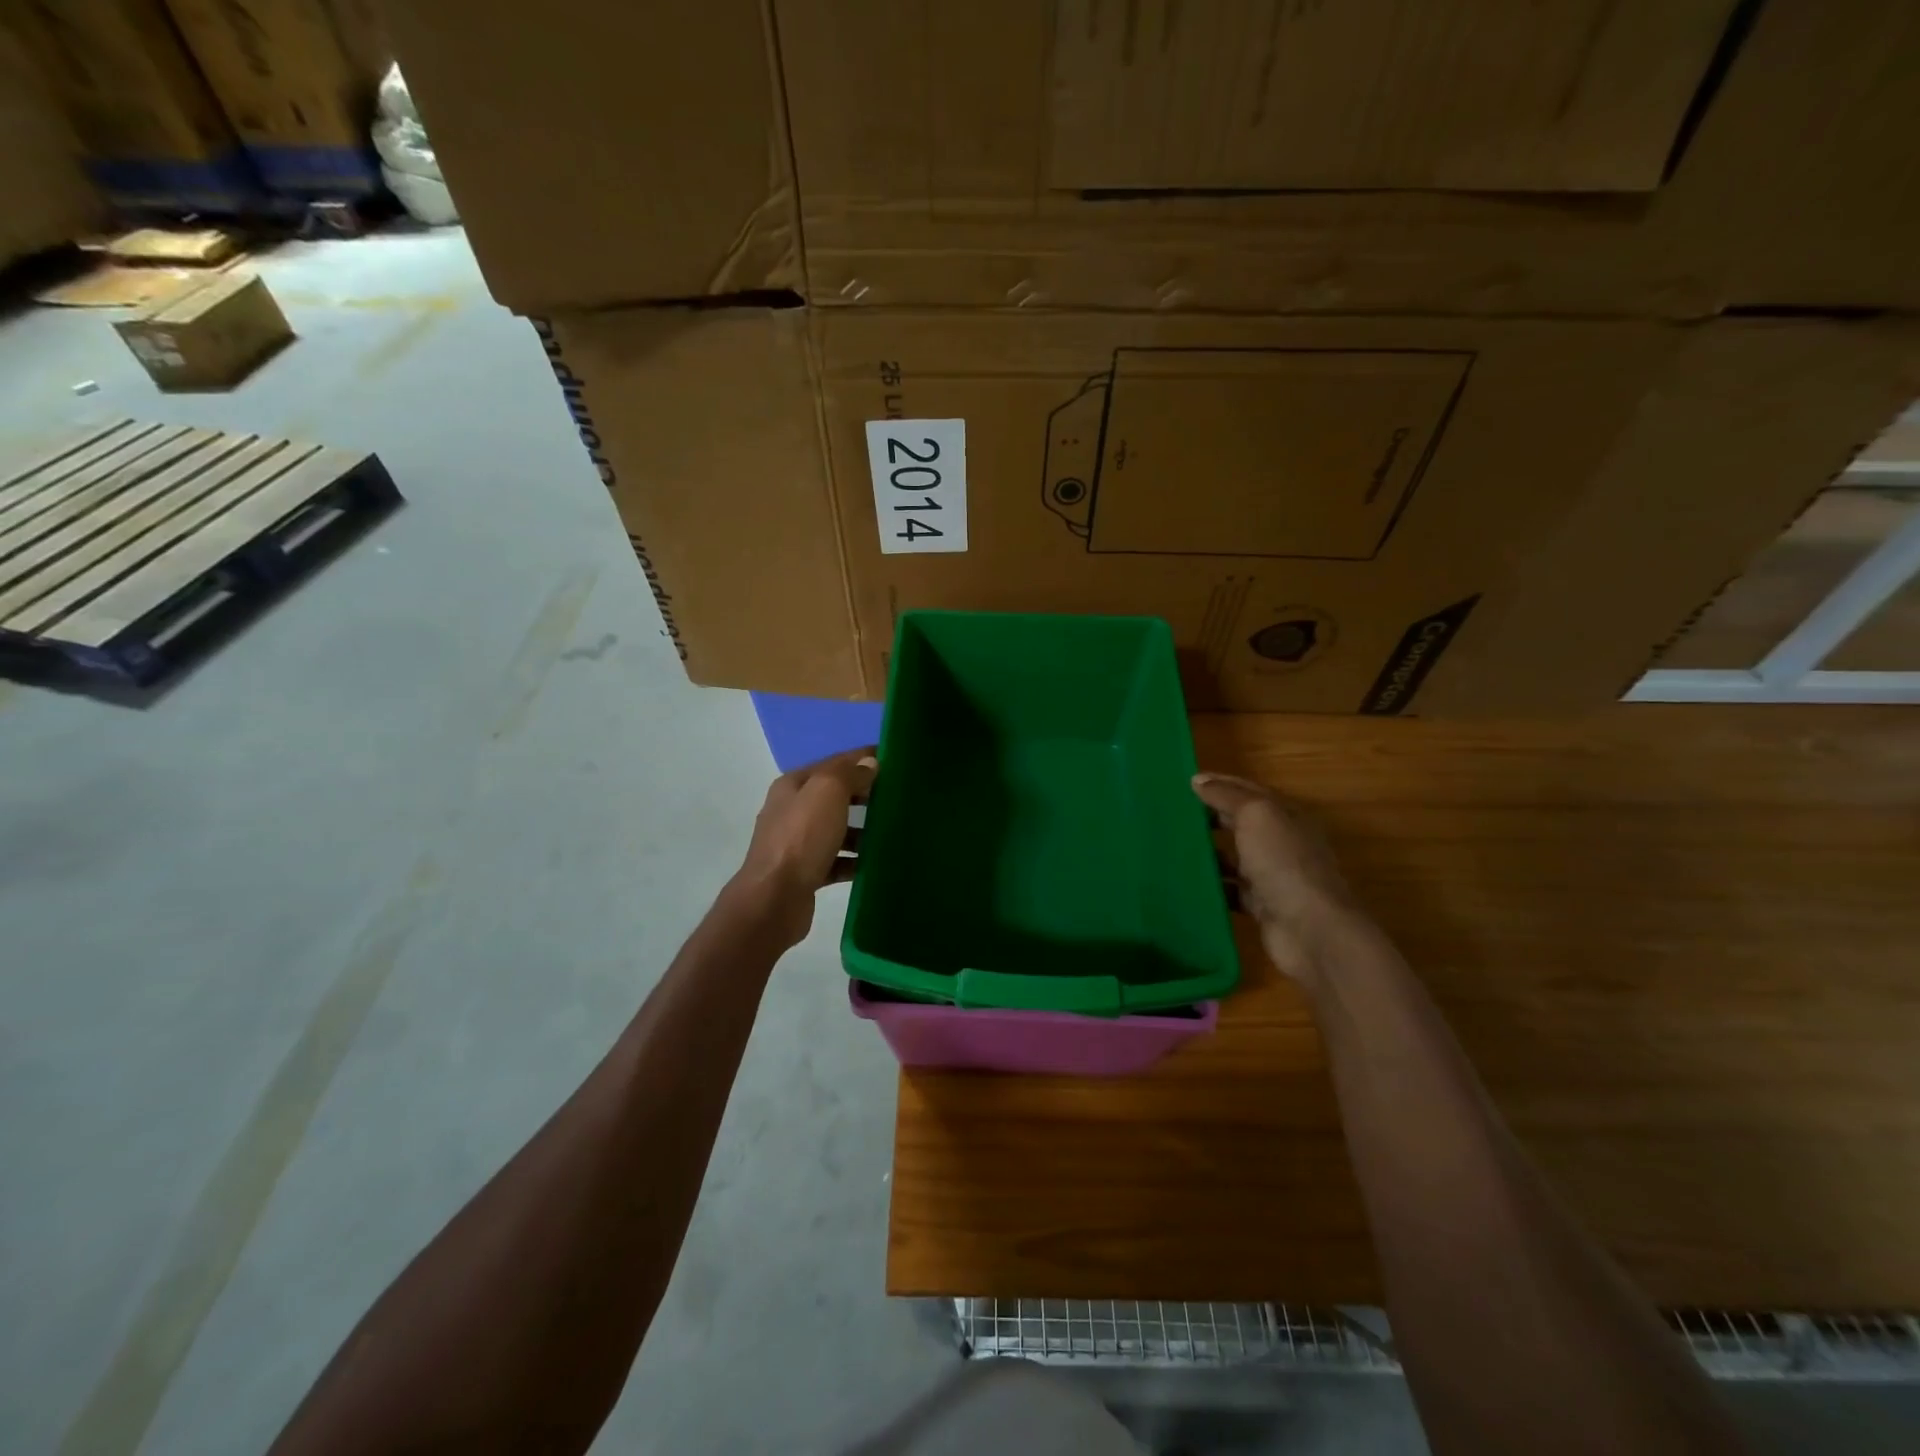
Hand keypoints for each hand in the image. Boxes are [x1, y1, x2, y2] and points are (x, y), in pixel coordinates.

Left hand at [734, 746, 875, 944]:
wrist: (774, 899)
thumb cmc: (802, 838)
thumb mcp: (827, 792)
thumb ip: (849, 774)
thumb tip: (869, 764)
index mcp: (793, 786)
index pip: (833, 763)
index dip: (862, 758)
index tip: (893, 758)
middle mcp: (791, 811)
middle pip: (834, 796)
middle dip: (864, 794)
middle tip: (896, 796)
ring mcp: (796, 844)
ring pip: (836, 829)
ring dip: (861, 829)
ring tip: (890, 831)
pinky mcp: (805, 873)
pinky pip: (836, 860)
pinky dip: (854, 859)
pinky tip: (874, 862)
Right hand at [1193, 771, 1365, 991]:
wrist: (1311, 930)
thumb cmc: (1283, 862)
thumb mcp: (1256, 816)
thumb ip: (1227, 796)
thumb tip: (1198, 780)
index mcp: (1285, 816)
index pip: (1248, 791)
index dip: (1219, 784)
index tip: (1183, 783)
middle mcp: (1281, 843)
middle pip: (1240, 824)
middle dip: (1209, 817)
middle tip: (1170, 814)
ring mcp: (1272, 877)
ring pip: (1234, 858)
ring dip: (1207, 853)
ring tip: (1171, 847)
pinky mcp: (1261, 907)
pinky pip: (1231, 891)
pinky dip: (1212, 886)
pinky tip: (1185, 883)